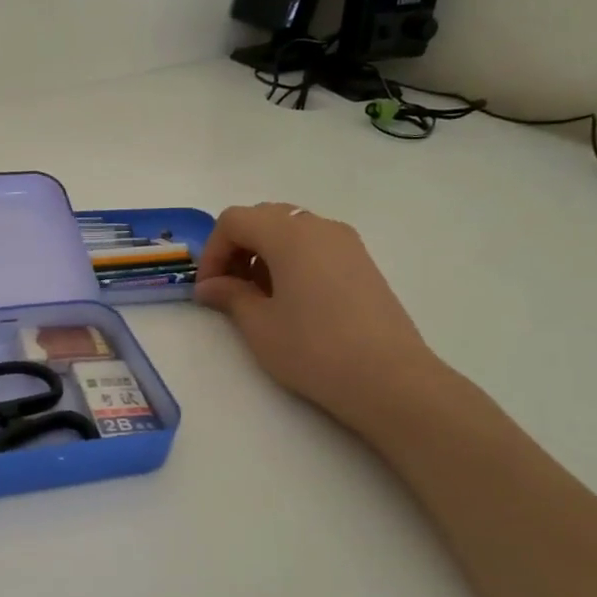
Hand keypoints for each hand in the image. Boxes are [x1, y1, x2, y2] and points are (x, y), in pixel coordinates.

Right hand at [194, 202, 443, 433]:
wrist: (388, 378)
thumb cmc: (313, 349)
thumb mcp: (259, 325)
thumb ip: (230, 296)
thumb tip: (210, 286)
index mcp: (289, 235)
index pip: (234, 221)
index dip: (213, 250)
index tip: (208, 288)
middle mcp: (319, 227)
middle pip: (263, 218)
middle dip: (237, 247)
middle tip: (228, 288)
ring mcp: (346, 243)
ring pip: (290, 230)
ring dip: (264, 253)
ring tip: (259, 297)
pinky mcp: (362, 263)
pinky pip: (315, 246)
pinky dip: (291, 260)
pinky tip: (291, 300)